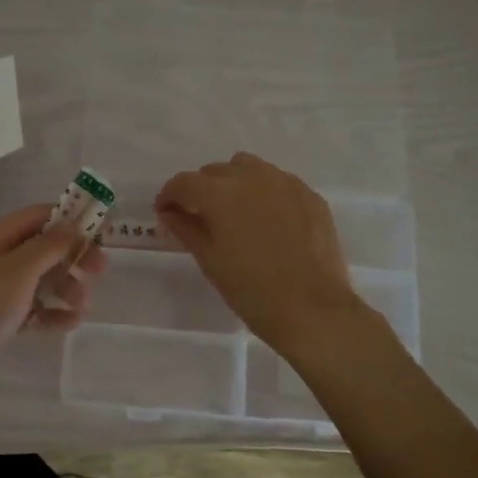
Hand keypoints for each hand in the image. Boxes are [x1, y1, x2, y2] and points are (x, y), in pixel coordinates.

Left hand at [0, 203, 105, 414]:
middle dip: (70, 257)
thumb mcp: (15, 274)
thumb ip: (47, 247)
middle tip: (99, 272)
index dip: (68, 219)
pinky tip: (67, 325)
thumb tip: (72, 223)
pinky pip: (25, 309)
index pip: (35, 216)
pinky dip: (47, 313)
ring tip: (82, 307)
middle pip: (37, 248)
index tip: (100, 232)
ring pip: (34, 281)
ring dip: (62, 288)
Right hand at [157, 154, 362, 352]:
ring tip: (235, 213)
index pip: (184, 183)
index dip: (169, 196)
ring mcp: (285, 183)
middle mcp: (252, 177)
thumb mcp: (210, 260)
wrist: (312, 309)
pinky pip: (278, 182)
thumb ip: (186, 228)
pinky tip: (268, 221)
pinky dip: (264, 193)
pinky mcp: (310, 195)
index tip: (166, 212)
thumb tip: (169, 212)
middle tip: (200, 217)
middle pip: (216, 172)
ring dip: (234, 183)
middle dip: (202, 190)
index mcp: (220, 193)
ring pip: (249, 169)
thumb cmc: (251, 290)